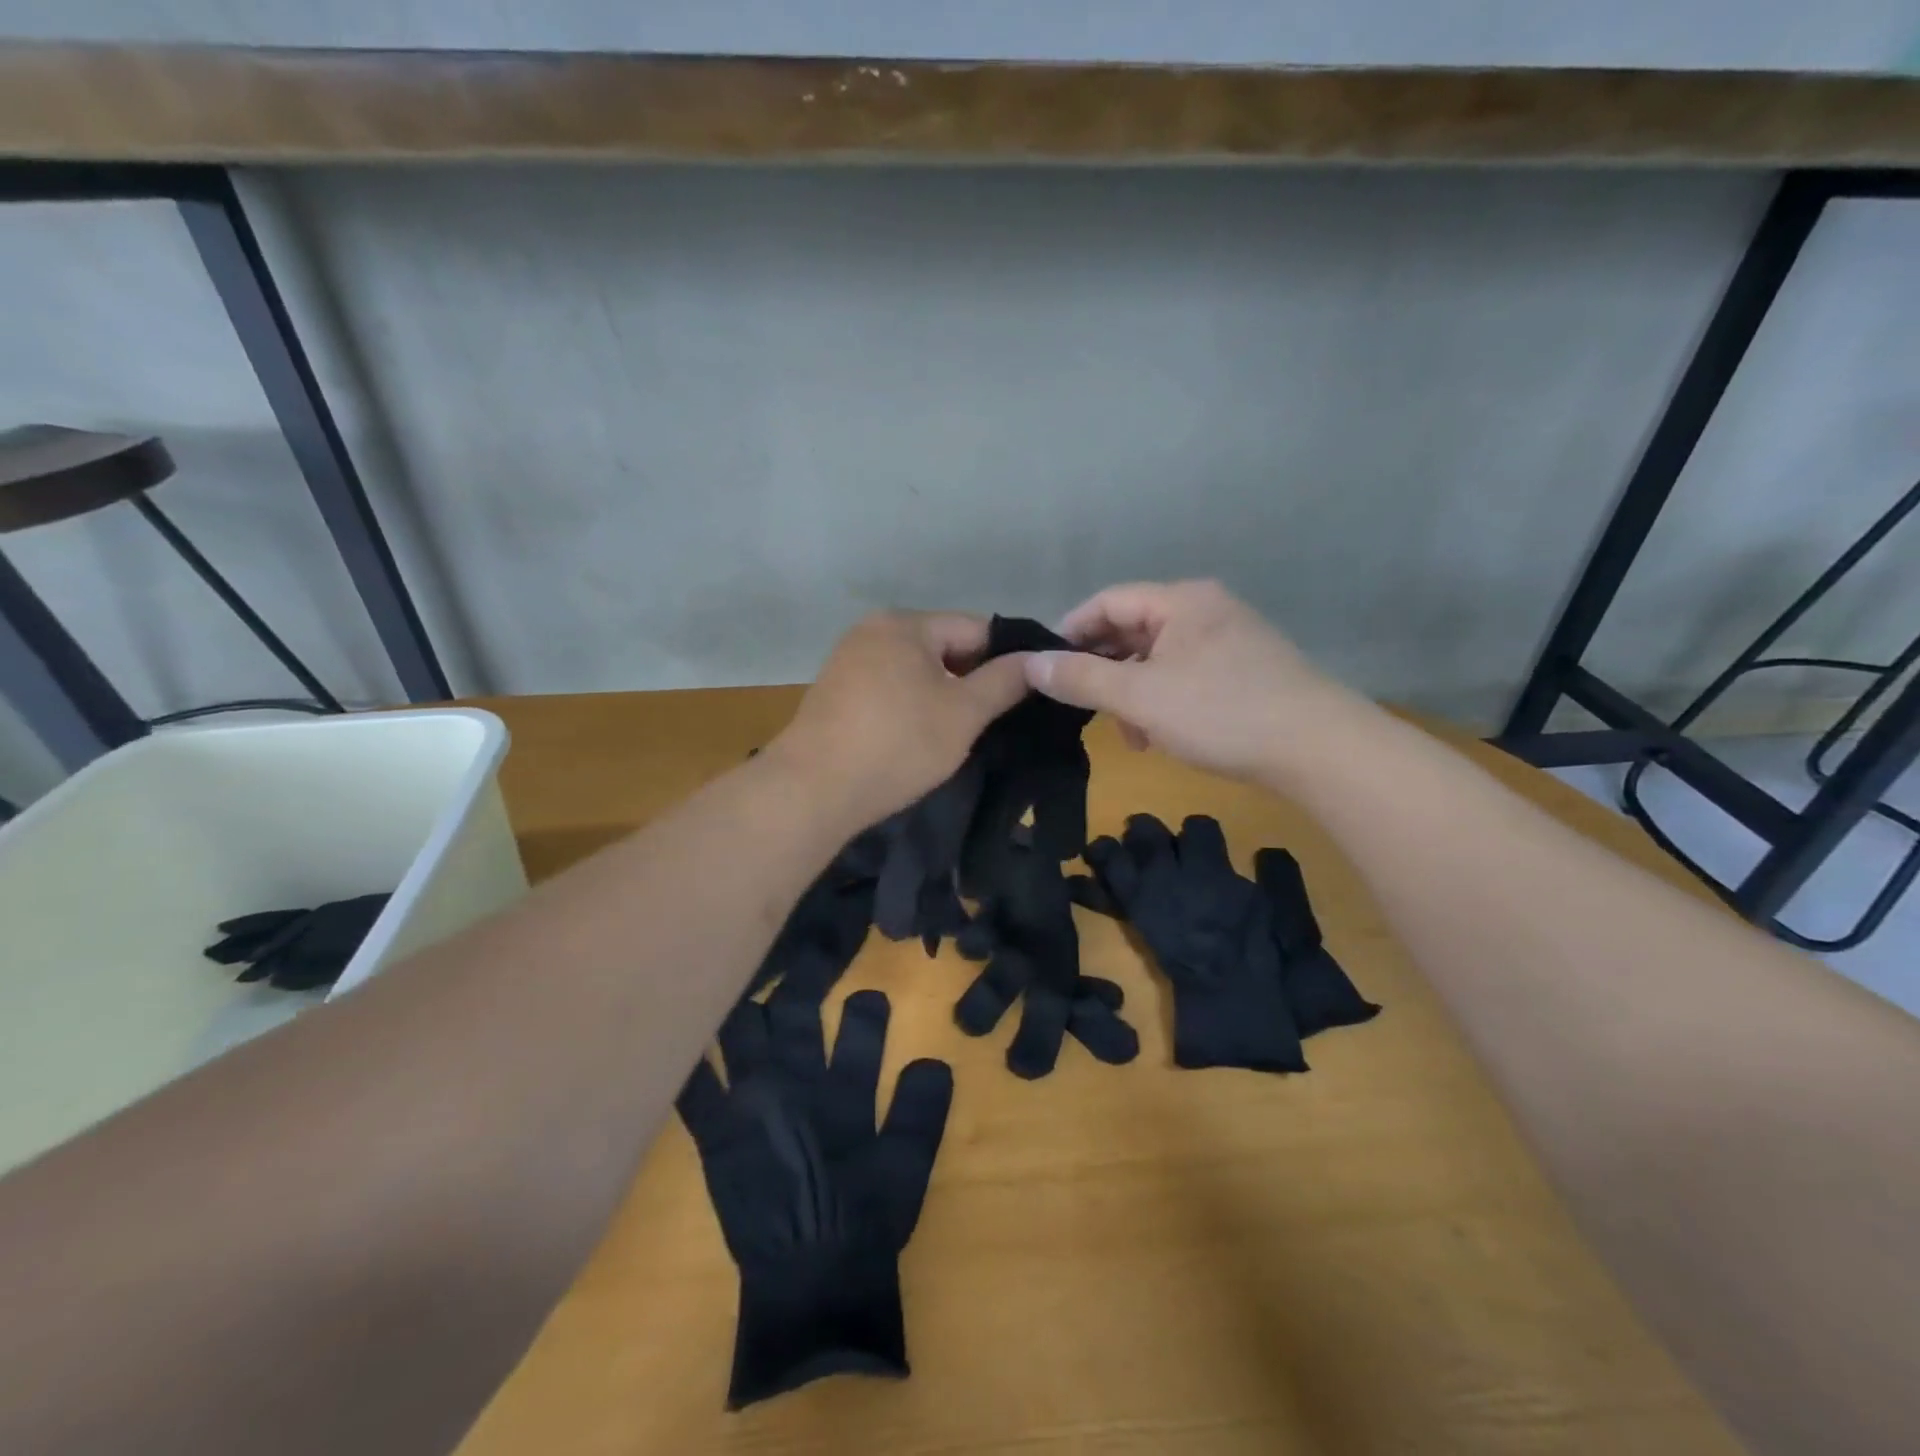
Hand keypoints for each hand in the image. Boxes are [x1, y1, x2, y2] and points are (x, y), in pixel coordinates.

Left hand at [771, 612, 1030, 826]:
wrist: (813, 789)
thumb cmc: (897, 744)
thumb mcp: (964, 714)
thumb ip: (1005, 681)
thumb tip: (1038, 660)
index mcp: (905, 623)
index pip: (976, 628)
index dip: (1007, 659)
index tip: (1026, 694)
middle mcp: (873, 629)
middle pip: (943, 646)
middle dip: (971, 679)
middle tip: (993, 720)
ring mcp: (848, 659)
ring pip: (916, 670)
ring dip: (941, 694)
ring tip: (958, 732)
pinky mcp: (834, 691)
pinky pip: (888, 687)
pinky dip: (910, 705)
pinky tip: (916, 736)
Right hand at [1024, 580, 1365, 783]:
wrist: (1319, 749)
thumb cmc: (1221, 712)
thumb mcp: (1140, 697)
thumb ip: (1081, 679)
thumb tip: (1030, 665)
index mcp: (1181, 600)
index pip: (1107, 601)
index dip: (1070, 631)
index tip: (1045, 668)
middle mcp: (1206, 609)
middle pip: (1133, 629)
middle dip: (1103, 670)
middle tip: (1082, 707)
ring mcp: (1230, 639)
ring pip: (1158, 658)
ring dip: (1133, 693)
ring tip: (1128, 734)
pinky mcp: (1245, 671)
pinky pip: (1185, 676)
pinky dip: (1163, 701)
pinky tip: (1161, 735)